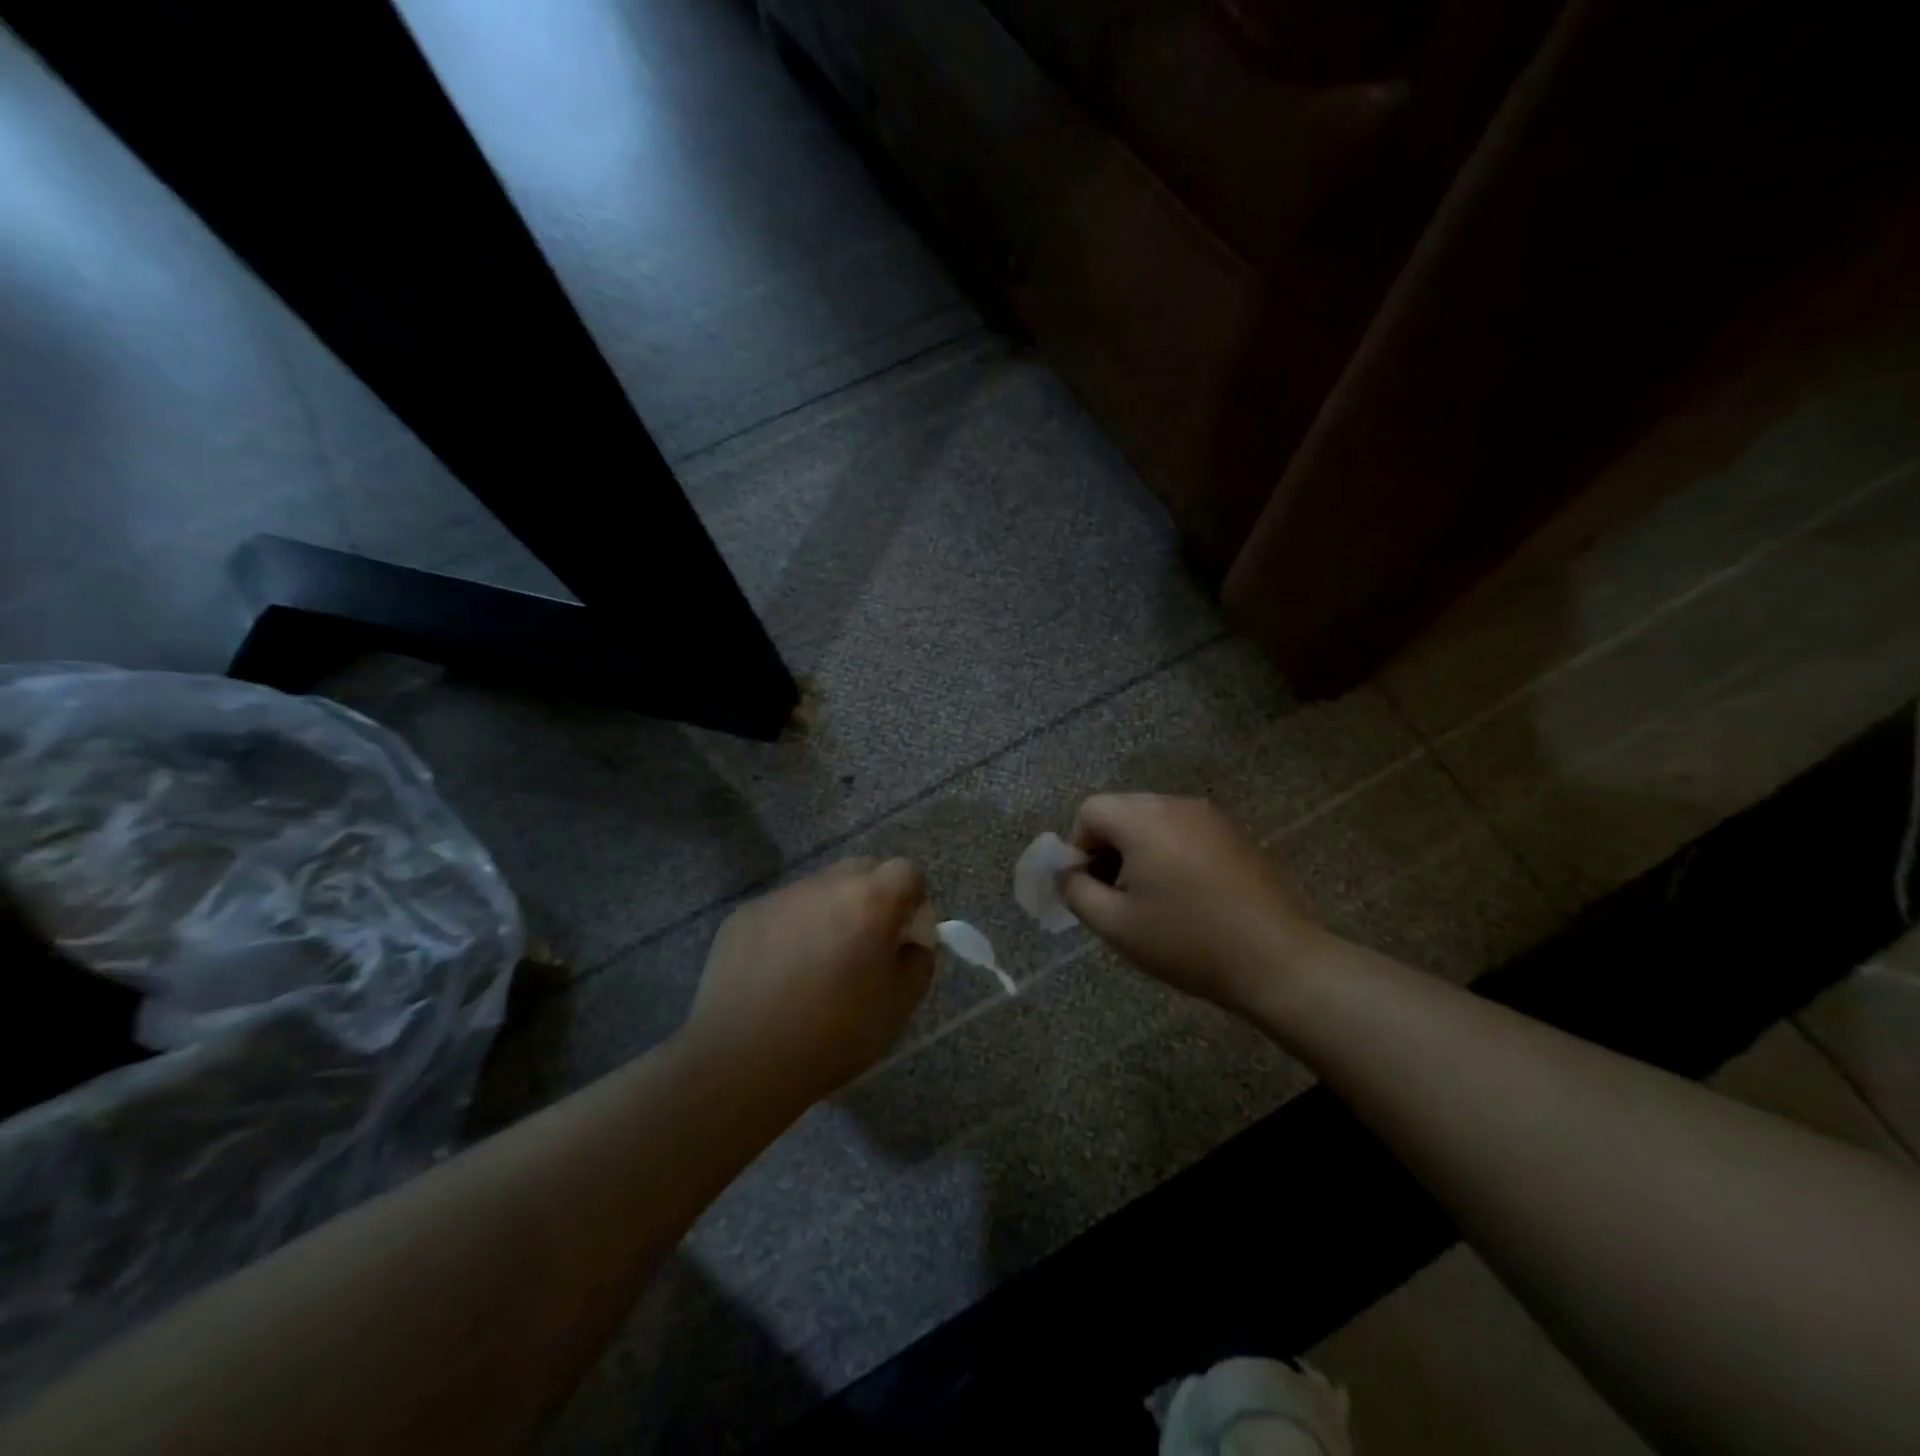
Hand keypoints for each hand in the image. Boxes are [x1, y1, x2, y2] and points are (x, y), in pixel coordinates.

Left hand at [683, 857, 933, 1106]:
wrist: (742, 1061)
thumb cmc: (833, 1035)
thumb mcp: (899, 1006)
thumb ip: (919, 960)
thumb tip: (910, 942)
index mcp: (870, 900)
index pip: (907, 872)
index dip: (912, 900)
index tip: (903, 936)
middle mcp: (826, 884)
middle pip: (862, 870)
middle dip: (872, 898)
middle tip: (865, 945)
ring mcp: (780, 896)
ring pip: (820, 889)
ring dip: (829, 912)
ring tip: (816, 964)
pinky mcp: (744, 914)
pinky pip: (782, 910)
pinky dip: (791, 929)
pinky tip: (779, 973)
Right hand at [1057, 794, 1325, 1013]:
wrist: (1277, 960)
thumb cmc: (1187, 941)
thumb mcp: (1115, 925)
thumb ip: (1075, 891)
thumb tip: (1064, 871)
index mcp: (1144, 819)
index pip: (1090, 810)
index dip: (1077, 847)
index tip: (1089, 888)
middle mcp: (1176, 805)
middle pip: (1121, 811)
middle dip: (1107, 848)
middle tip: (1114, 895)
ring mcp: (1210, 817)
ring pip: (1153, 821)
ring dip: (1138, 851)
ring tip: (1150, 899)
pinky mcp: (1233, 835)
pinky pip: (1184, 831)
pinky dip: (1169, 853)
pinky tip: (1185, 896)